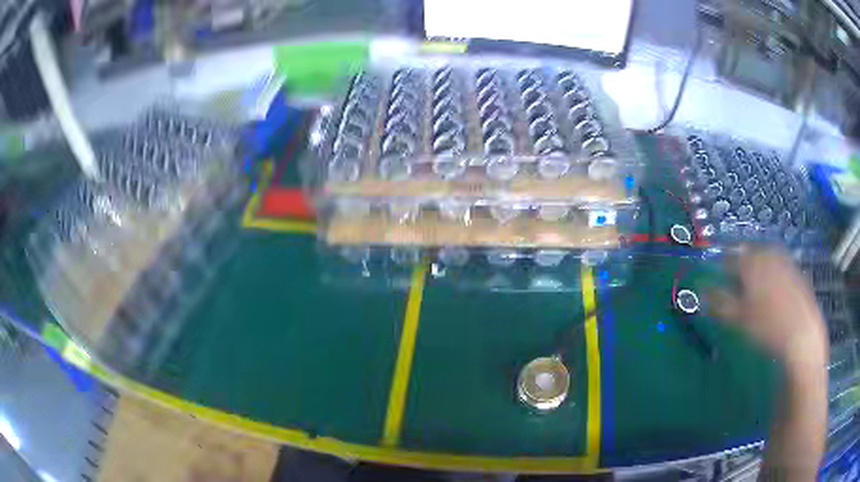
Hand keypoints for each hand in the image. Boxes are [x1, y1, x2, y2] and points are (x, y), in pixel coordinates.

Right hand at [710, 246, 827, 371]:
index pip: (728, 255)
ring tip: (750, 289)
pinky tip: (768, 291)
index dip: (719, 265)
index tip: (714, 278)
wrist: (802, 332)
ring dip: (753, 267)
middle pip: (746, 251)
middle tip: (732, 284)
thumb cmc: (767, 325)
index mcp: (750, 259)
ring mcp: (782, 257)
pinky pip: (775, 262)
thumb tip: (698, 291)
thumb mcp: (738, 317)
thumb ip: (717, 302)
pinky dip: (767, 271)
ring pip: (761, 256)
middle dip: (737, 264)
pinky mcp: (793, 267)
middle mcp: (766, 251)